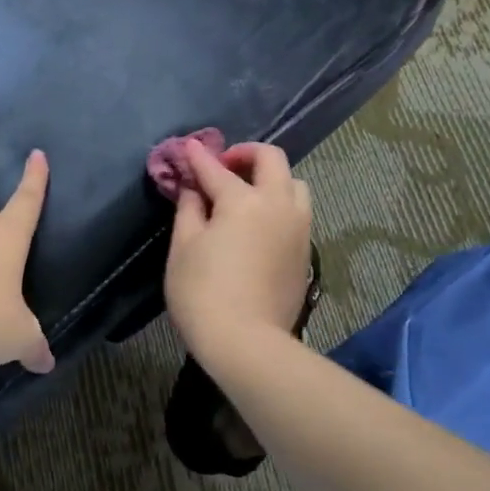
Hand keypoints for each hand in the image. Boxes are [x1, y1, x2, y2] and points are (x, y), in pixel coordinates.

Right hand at [165, 140, 311, 364]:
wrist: (246, 342)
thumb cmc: (202, 292)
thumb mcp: (184, 247)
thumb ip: (189, 209)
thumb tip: (194, 188)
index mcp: (244, 200)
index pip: (216, 168)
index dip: (198, 156)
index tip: (187, 148)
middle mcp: (278, 204)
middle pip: (271, 160)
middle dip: (245, 155)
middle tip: (223, 167)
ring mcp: (298, 227)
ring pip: (294, 184)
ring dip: (270, 179)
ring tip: (246, 194)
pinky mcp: (305, 250)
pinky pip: (298, 211)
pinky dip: (279, 203)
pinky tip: (259, 222)